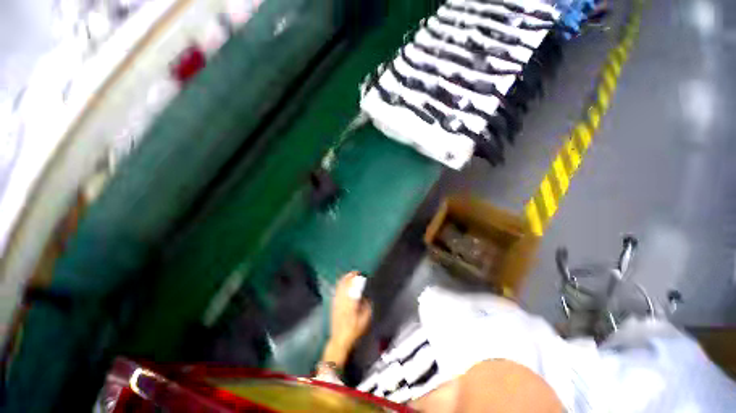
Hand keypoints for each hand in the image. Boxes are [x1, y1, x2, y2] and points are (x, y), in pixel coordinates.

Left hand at [322, 271, 372, 367]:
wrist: (339, 339)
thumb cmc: (354, 330)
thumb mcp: (365, 319)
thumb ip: (366, 306)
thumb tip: (365, 297)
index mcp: (351, 301)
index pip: (352, 285)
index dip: (355, 277)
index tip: (359, 273)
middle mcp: (342, 299)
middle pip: (344, 284)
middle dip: (349, 276)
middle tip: (355, 272)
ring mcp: (336, 302)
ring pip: (339, 287)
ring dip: (344, 279)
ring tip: (349, 275)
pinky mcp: (333, 305)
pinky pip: (336, 291)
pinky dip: (339, 285)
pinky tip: (342, 284)